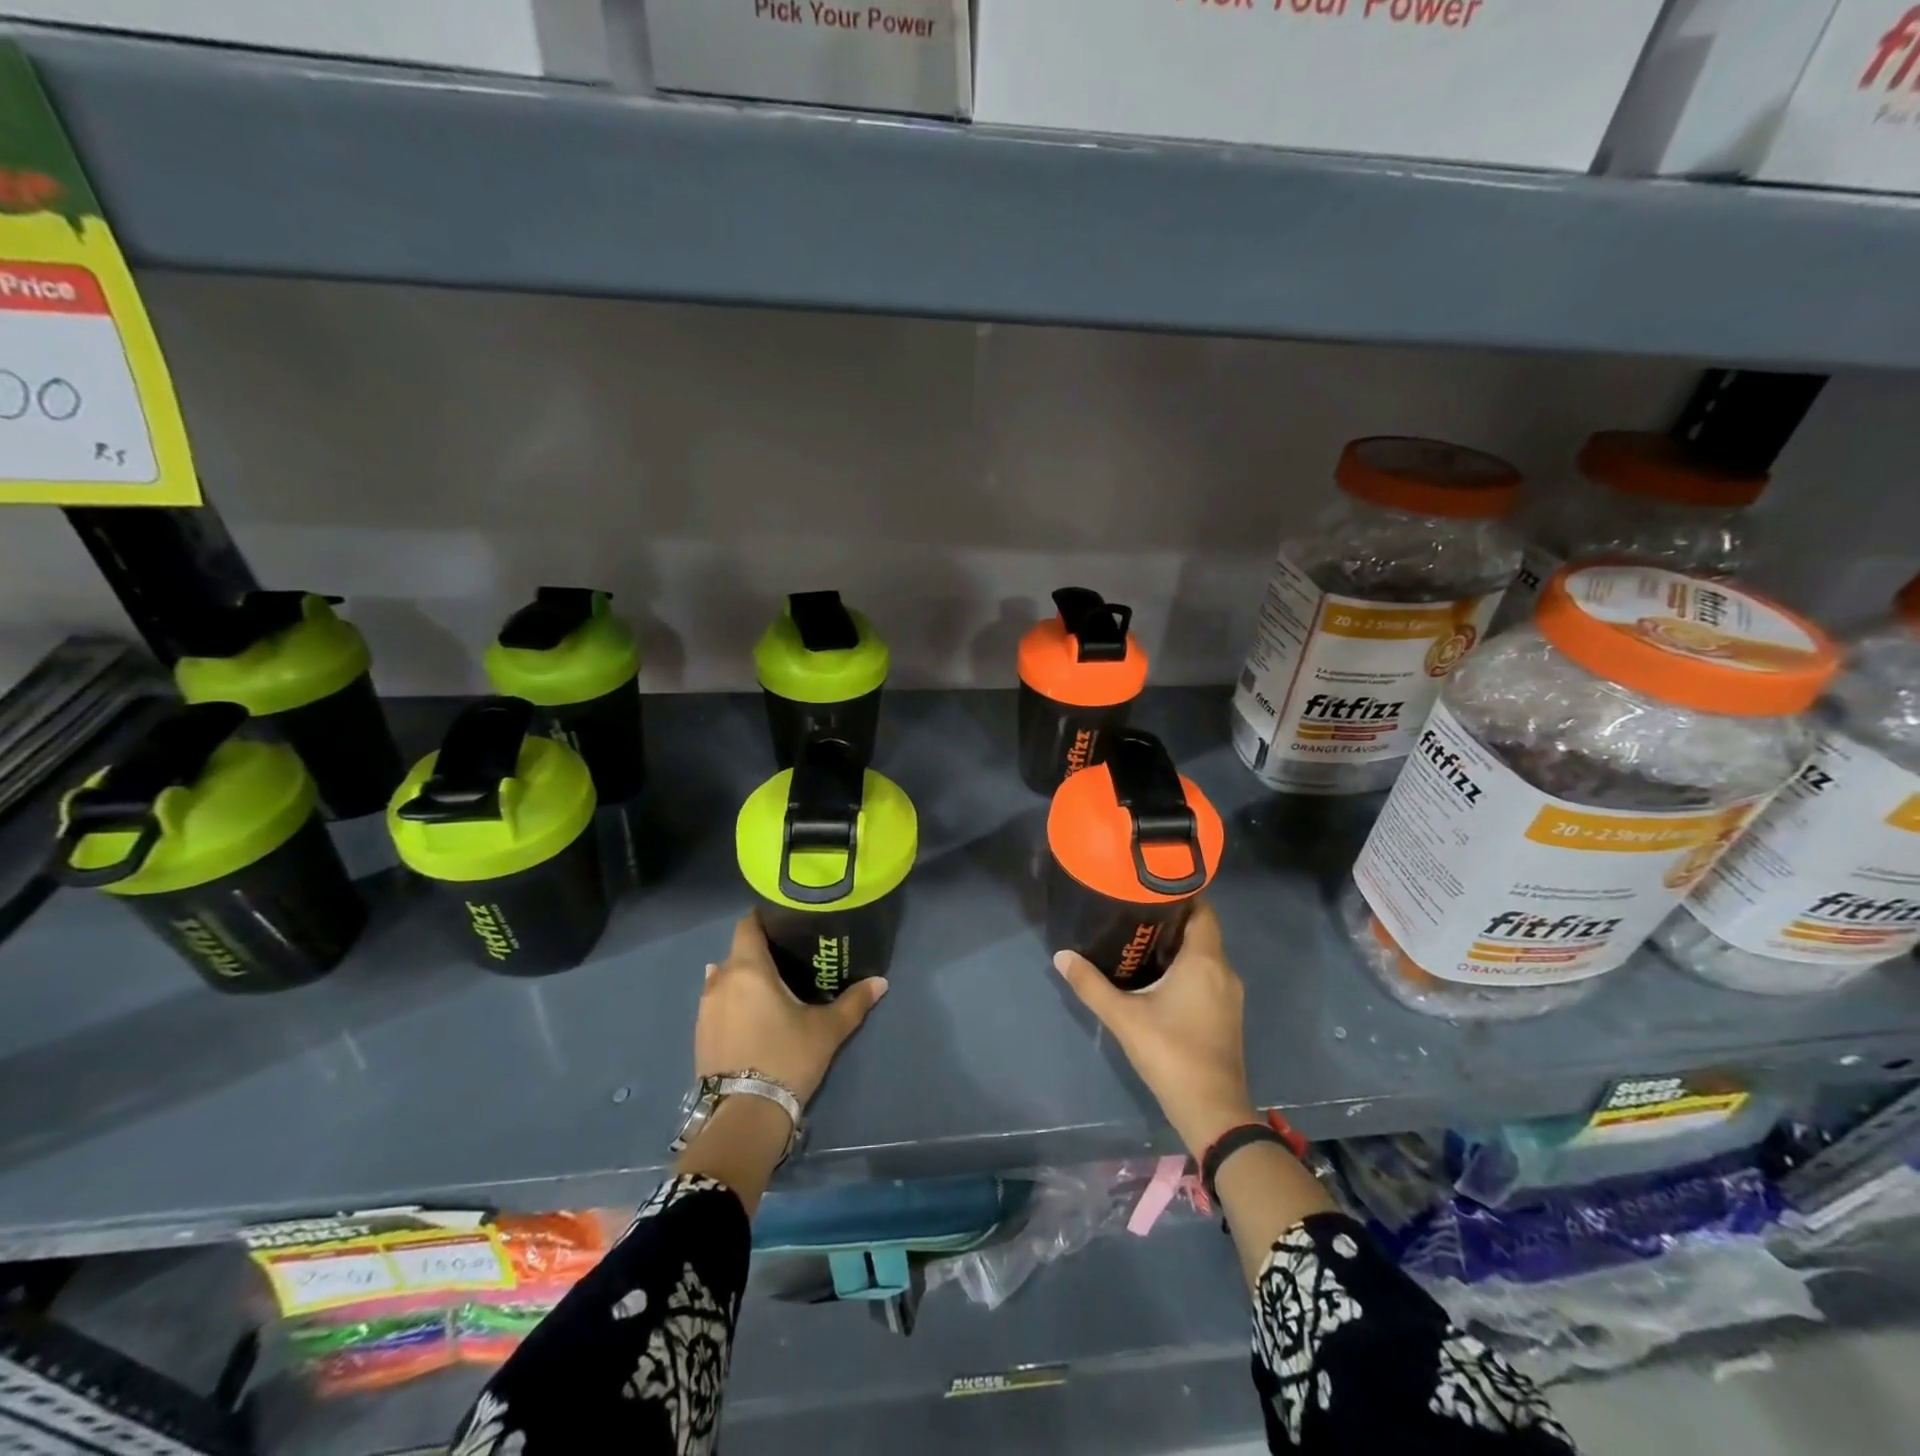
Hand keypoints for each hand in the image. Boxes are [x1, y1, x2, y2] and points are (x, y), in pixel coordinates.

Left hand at [695, 913, 886, 1106]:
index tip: (787, 922)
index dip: (764, 918)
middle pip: (737, 952)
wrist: (744, 1116)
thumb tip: (881, 982)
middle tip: (789, 959)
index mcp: (748, 969)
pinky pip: (716, 1003)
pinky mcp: (699, 1035)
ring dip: (743, 979)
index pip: (747, 925)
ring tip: (771, 988)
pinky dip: (733, 1001)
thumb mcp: (827, 1030)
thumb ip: (854, 1002)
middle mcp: (720, 981)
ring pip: (724, 978)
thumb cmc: (786, 1058)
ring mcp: (705, 1009)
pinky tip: (752, 1014)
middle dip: (760, 952)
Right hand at [1053, 900, 1256, 1157]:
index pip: (1202, 909)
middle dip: (1171, 918)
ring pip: (1204, 955)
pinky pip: (1207, 975)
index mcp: (1204, 960)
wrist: (1212, 1109)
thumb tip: (1061, 955)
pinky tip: (1157, 976)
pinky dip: (1186, 967)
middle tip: (1133, 910)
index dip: (1179, 893)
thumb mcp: (1123, 1017)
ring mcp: (1229, 994)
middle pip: (1201, 930)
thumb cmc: (1170, 1053)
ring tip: (1139, 939)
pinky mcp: (1226, 1014)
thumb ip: (1091, 984)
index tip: (1148, 886)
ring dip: (1177, 945)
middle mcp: (1223, 970)